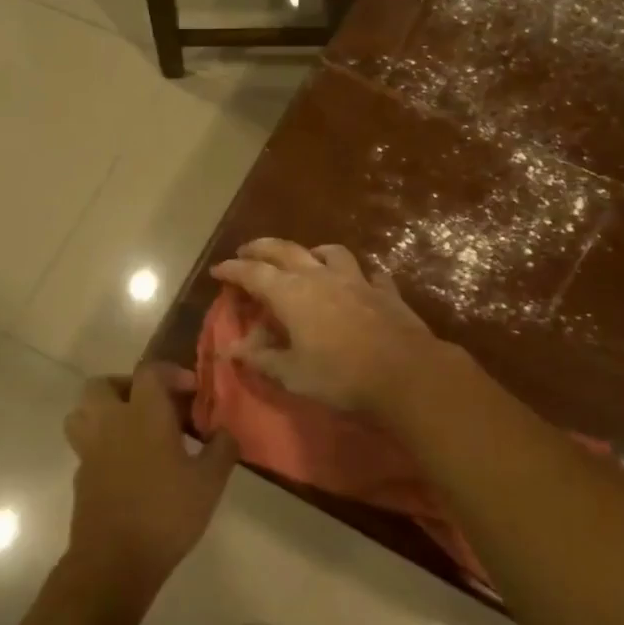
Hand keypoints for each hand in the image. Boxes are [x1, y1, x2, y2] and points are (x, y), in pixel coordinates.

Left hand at [64, 364, 238, 609]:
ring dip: (106, 411)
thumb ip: (222, 450)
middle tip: (154, 404)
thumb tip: (227, 432)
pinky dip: (104, 444)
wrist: (113, 564)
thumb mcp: (209, 483)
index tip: (192, 391)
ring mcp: (90, 450)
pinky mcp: (81, 477)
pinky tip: (129, 465)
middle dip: (128, 386)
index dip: (172, 373)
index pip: (150, 372)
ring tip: (134, 429)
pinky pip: (87, 445)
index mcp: (143, 414)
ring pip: (84, 412)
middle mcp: (111, 423)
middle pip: (103, 385)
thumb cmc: (165, 514)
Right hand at [209, 239, 445, 414]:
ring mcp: (356, 280)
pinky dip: (358, 275)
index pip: (253, 273)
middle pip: (285, 251)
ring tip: (306, 258)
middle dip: (262, 248)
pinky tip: (361, 282)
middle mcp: (320, 276)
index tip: (217, 269)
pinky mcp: (385, 291)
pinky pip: (369, 274)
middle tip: (247, 250)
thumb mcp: (292, 374)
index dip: (233, 270)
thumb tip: (230, 349)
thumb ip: (261, 358)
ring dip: (311, 252)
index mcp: (291, 294)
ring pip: (330, 253)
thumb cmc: (340, 376)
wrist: (405, 372)